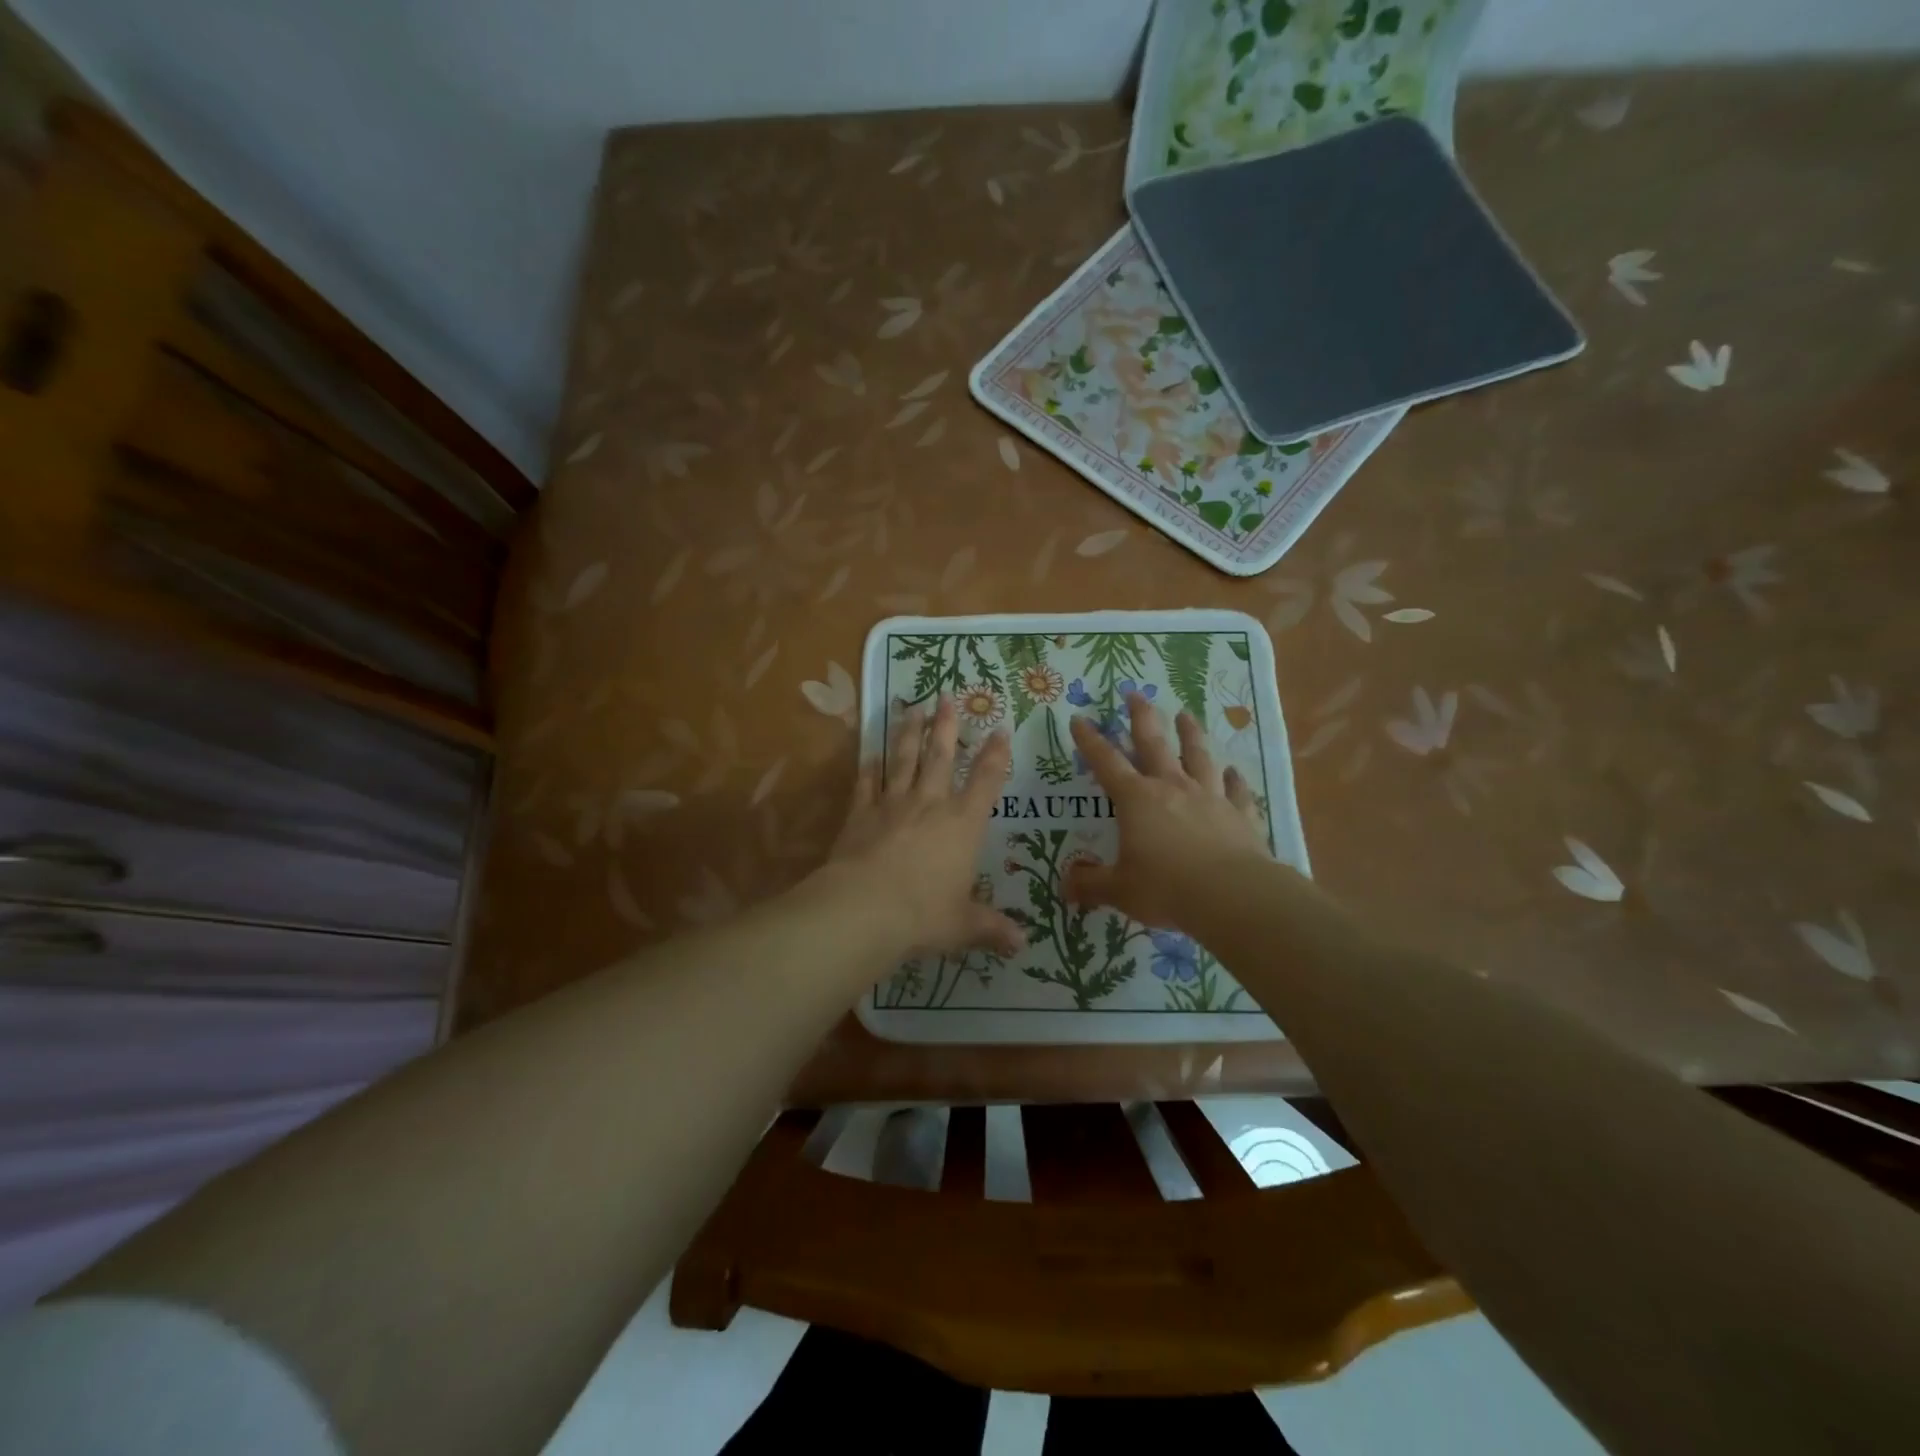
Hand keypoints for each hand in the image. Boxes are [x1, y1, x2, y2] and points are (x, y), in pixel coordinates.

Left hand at [826, 694, 1022, 957]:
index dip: (996, 754)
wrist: (865, 910)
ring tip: (912, 708)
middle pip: (941, 756)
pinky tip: (870, 753)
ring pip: (903, 759)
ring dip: (908, 732)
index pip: (987, 781)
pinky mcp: (860, 814)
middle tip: (946, 697)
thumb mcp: (963, 925)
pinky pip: (867, 783)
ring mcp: (892, 804)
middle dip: (946, 726)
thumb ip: (991, 929)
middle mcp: (930, 804)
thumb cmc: (924, 915)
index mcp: (963, 824)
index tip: (1000, 729)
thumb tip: (1022, 945)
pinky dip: (869, 767)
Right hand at [1065, 691, 1268, 928]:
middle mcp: (1172, 788)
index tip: (1078, 718)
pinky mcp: (1240, 814)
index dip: (1089, 740)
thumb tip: (1065, 885)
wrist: (1232, 895)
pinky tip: (1233, 771)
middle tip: (1135, 694)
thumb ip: (1090, 884)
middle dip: (1142, 717)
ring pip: (1199, 756)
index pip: (1106, 762)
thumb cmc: (1166, 888)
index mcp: (1136, 799)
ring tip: (1186, 715)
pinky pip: (1236, 790)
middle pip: (1155, 743)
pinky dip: (1234, 779)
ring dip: (1191, 734)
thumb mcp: (1119, 890)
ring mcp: (1209, 797)